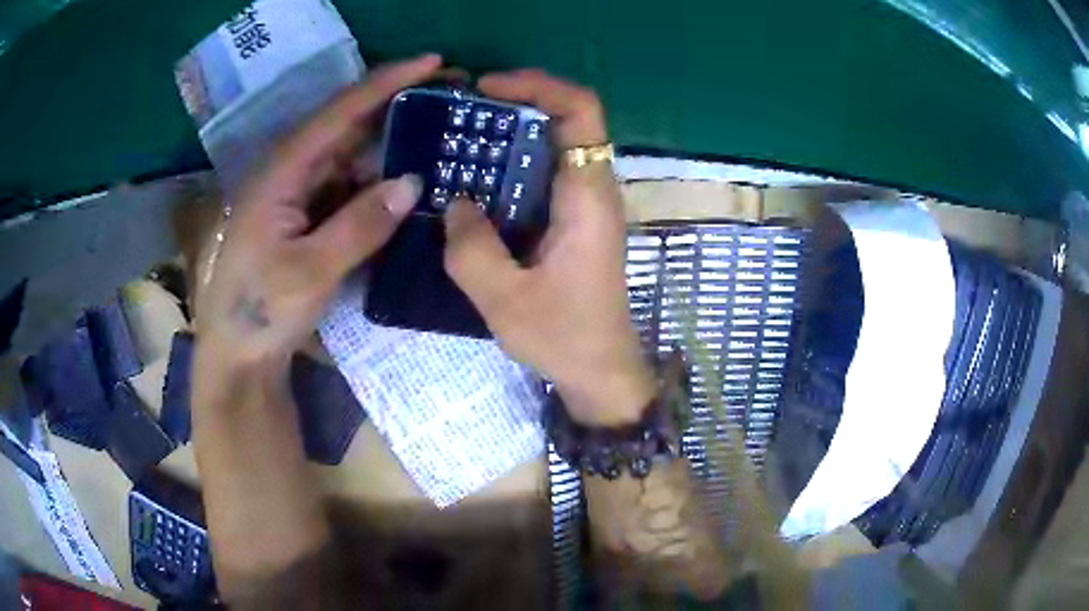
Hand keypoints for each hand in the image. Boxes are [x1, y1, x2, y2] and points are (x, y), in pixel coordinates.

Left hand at [195, 55, 440, 367]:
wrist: (238, 353)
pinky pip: (350, 187)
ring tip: (442, 137)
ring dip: (393, 145)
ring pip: (353, 156)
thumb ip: (361, 225)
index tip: (434, 62)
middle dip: (398, 107)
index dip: (387, 82)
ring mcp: (299, 193)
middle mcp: (291, 171)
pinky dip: (380, 183)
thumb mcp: (310, 271)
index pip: (340, 112)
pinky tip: (410, 183)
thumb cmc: (261, 311)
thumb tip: (413, 182)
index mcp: (282, 171)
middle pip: (349, 125)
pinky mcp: (307, 215)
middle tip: (451, 99)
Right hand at [443, 70, 654, 425]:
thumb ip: (471, 248)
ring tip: (464, 140)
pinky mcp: (577, 222)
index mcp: (588, 197)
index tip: (488, 89)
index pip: (581, 111)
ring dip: (513, 135)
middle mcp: (594, 190)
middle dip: (517, 105)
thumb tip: (457, 202)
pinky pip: (547, 176)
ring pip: (556, 146)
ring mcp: (588, 206)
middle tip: (465, 113)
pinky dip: (514, 166)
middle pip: (567, 120)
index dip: (538, 85)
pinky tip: (478, 182)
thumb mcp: (504, 300)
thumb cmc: (564, 339)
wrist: (602, 373)